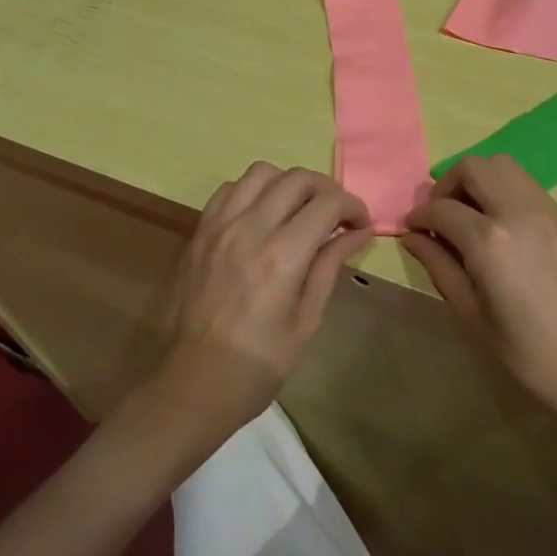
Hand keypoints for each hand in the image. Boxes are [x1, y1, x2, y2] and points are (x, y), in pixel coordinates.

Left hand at [156, 162, 371, 439]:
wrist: (195, 382)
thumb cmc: (260, 362)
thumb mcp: (307, 319)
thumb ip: (330, 266)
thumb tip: (357, 233)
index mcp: (283, 255)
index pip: (328, 203)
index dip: (353, 207)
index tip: (361, 224)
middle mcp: (250, 228)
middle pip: (296, 178)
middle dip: (326, 190)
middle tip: (335, 215)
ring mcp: (219, 227)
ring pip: (260, 173)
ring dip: (287, 184)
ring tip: (296, 210)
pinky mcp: (199, 232)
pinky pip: (228, 190)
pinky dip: (252, 192)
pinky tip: (260, 217)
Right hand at [403, 155, 556, 433]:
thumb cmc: (530, 355)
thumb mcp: (473, 316)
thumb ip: (440, 267)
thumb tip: (413, 237)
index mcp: (490, 242)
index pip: (441, 208)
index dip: (419, 216)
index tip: (412, 229)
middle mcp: (518, 212)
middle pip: (474, 167)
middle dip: (447, 186)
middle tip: (441, 218)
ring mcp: (547, 210)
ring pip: (503, 166)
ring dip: (478, 181)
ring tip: (470, 217)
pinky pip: (526, 184)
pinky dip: (503, 190)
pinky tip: (501, 227)